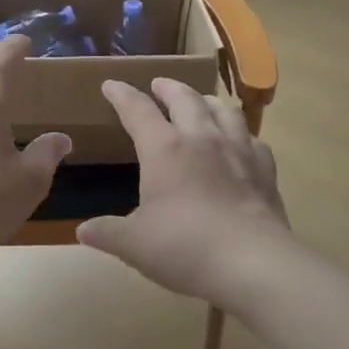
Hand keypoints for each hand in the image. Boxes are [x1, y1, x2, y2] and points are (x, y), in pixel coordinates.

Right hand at [77, 79, 293, 309]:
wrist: (253, 264)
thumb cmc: (184, 247)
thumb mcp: (133, 244)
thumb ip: (107, 233)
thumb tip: (83, 232)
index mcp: (164, 149)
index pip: (137, 109)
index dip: (121, 94)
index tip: (111, 84)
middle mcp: (201, 139)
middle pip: (184, 98)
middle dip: (168, 87)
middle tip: (158, 84)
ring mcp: (238, 151)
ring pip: (223, 110)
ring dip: (206, 101)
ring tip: (200, 102)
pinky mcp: (265, 171)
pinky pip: (253, 139)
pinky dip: (241, 133)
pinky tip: (240, 141)